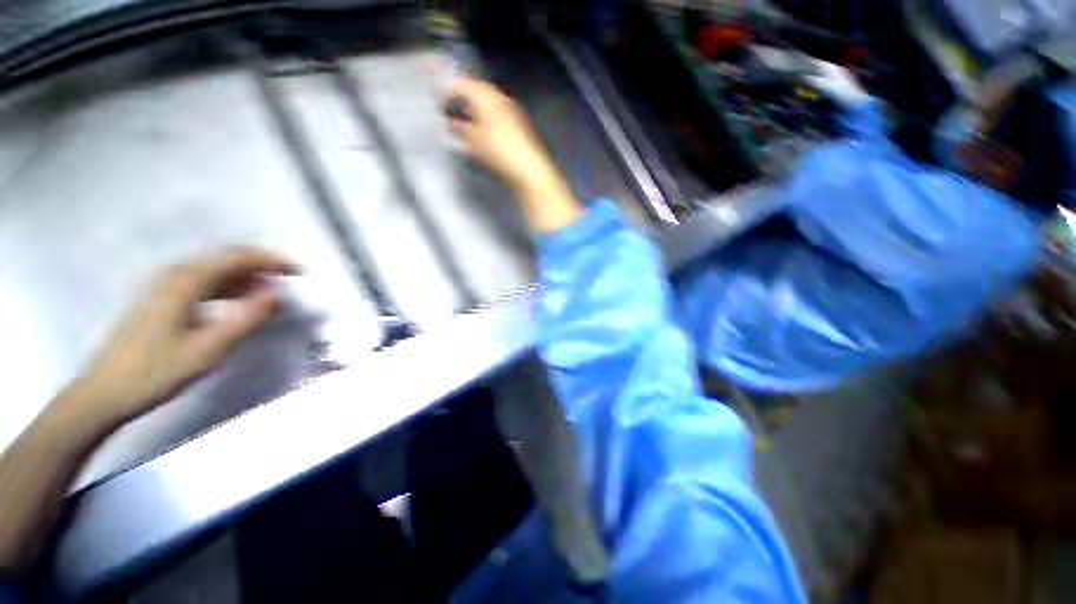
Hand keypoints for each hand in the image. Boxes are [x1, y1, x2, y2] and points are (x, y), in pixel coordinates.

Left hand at [59, 248, 297, 430]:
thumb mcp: (209, 348)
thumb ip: (247, 319)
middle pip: (224, 258)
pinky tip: (239, 303)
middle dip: (261, 265)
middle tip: (288, 278)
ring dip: (246, 278)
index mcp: (184, 282)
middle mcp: (174, 275)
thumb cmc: (157, 371)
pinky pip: (203, 284)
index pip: (236, 258)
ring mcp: (164, 287)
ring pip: (214, 271)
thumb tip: (277, 294)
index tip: (299, 270)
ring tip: (270, 294)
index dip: (271, 260)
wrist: (105, 393)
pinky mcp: (161, 301)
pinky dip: (228, 288)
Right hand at [445, 79, 561, 191]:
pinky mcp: (518, 127)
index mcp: (486, 95)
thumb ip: (459, 129)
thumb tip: (450, 122)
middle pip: (476, 93)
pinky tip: (478, 134)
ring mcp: (511, 112)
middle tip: (447, 111)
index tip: (437, 102)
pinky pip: (496, 118)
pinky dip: (484, 122)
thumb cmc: (497, 150)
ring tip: (460, 124)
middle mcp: (499, 98)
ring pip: (487, 106)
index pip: (462, 85)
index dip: (448, 92)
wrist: (528, 169)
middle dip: (461, 101)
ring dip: (473, 113)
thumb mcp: (473, 140)